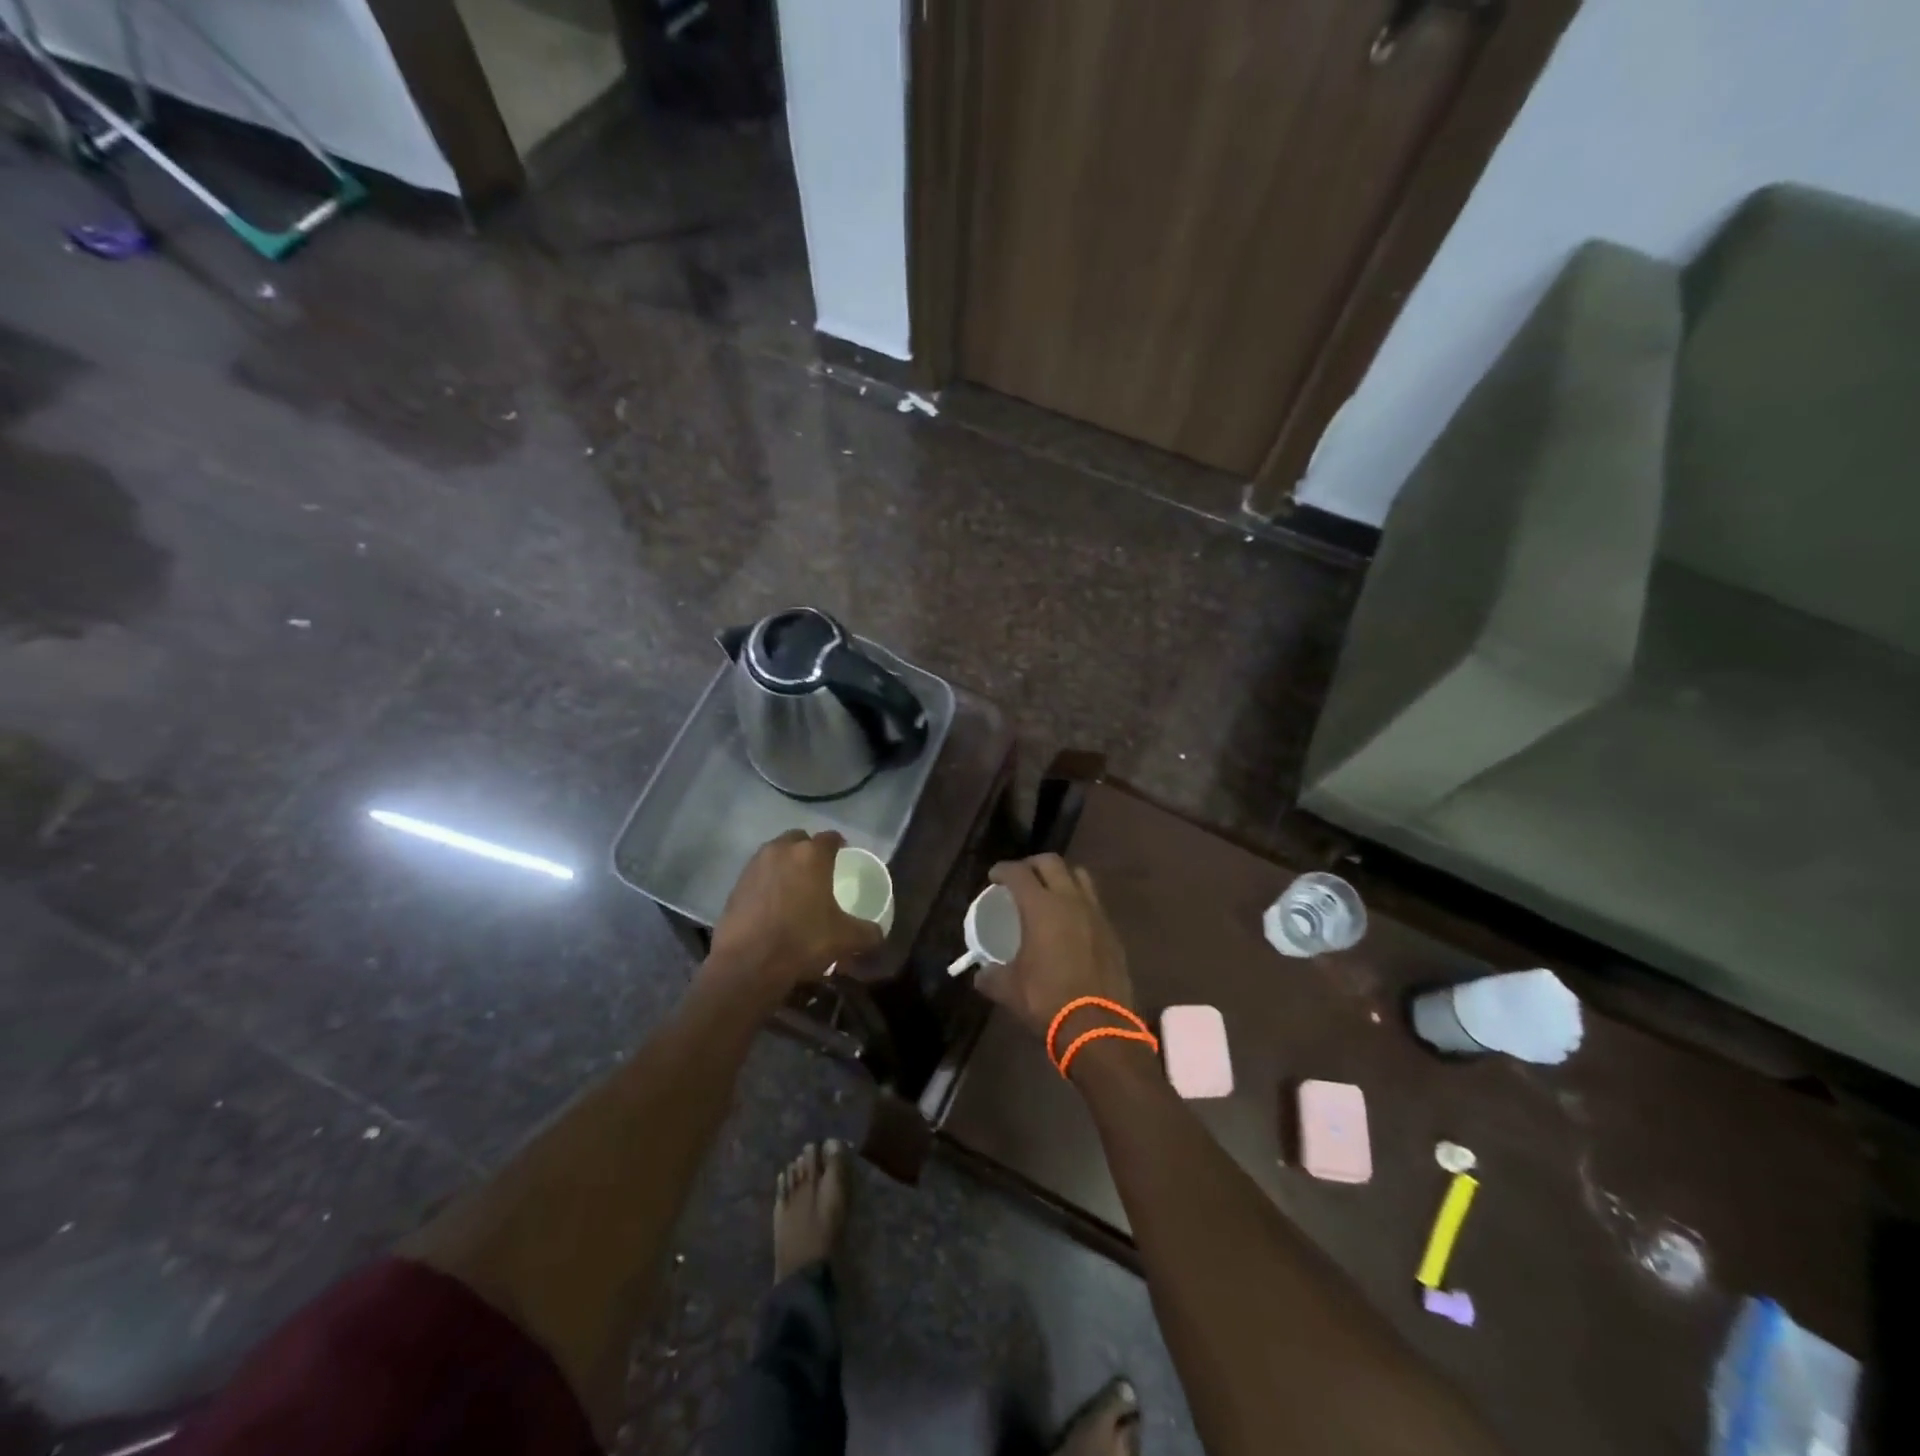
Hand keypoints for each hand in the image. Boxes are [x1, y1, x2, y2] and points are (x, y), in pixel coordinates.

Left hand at [709, 830, 882, 991]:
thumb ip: (868, 932)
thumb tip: (878, 934)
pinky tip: (773, 904)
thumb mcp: (845, 939)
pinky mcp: (735, 885)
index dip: (839, 845)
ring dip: (786, 864)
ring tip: (794, 888)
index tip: (844, 855)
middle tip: (818, 872)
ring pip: (775, 854)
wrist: (747, 965)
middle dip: (809, 850)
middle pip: (799, 839)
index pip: (830, 837)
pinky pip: (758, 874)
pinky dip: (767, 882)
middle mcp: (781, 850)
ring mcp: (755, 865)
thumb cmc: (802, 941)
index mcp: (811, 855)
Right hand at [973, 854, 1135, 1040]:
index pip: (1018, 873)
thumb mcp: (1009, 990)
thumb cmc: (1047, 1000)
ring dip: (1061, 877)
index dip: (1003, 870)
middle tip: (1021, 877)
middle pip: (1051, 863)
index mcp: (1040, 907)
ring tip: (1050, 892)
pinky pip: (1094, 903)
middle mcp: (1070, 900)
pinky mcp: (1112, 932)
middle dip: (1032, 864)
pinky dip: (1079, 902)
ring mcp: (1096, 913)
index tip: (994, 876)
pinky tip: (1071, 922)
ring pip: (1079, 876)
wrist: (1098, 1026)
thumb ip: (991, 976)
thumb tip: (981, 974)